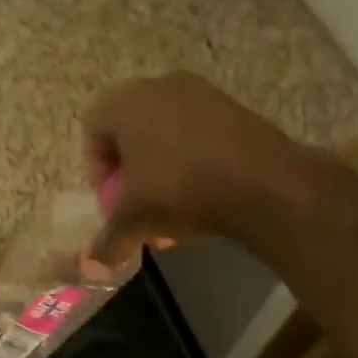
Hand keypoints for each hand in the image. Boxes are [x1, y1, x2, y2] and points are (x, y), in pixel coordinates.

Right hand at [83, 72, 309, 263]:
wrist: (266, 183)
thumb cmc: (180, 190)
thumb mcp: (134, 221)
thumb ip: (107, 241)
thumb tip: (91, 270)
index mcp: (125, 103)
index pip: (93, 128)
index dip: (97, 167)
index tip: (112, 198)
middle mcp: (159, 86)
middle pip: (129, 129)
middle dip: (130, 169)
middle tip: (138, 202)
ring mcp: (200, 92)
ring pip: (165, 131)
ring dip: (161, 166)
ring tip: (172, 204)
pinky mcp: (233, 106)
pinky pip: (197, 130)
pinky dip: (192, 158)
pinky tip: (203, 193)